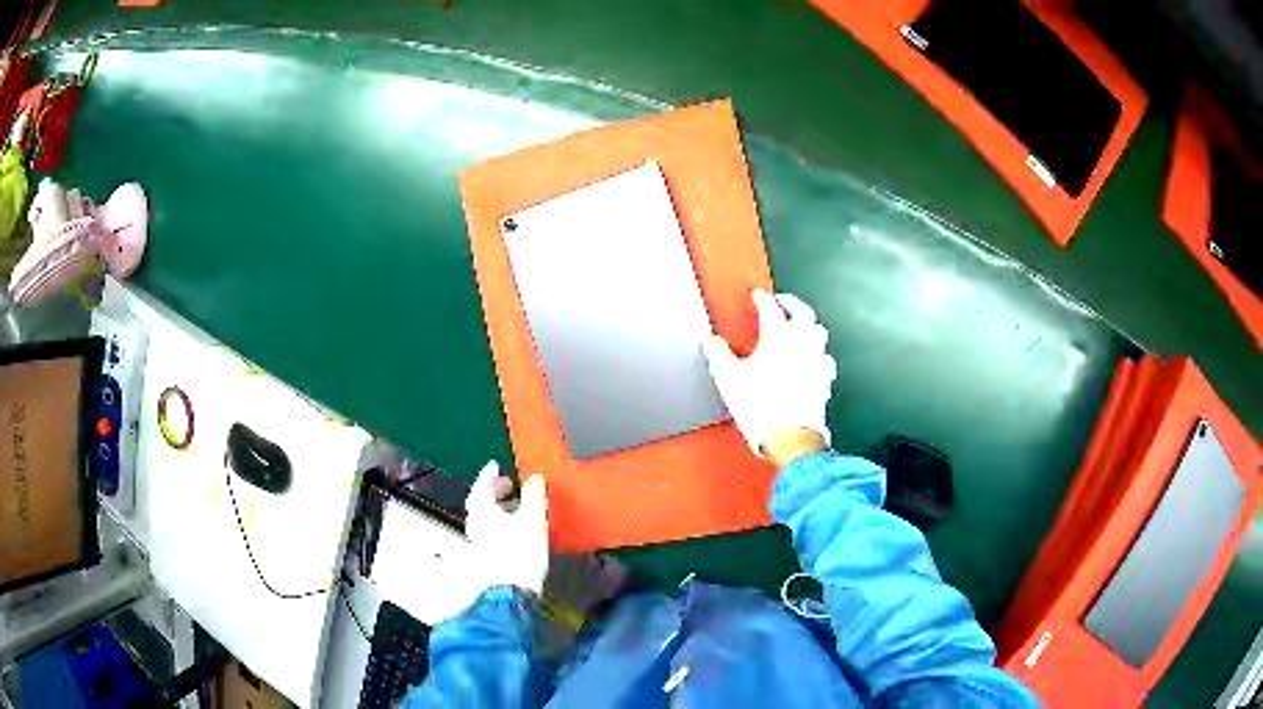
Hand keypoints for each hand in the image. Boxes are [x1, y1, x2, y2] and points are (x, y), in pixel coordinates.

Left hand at [464, 461, 549, 595]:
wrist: (510, 591)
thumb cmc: (520, 552)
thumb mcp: (533, 519)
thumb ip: (534, 495)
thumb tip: (534, 477)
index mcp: (482, 510)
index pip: (482, 485)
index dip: (489, 474)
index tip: (495, 466)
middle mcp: (475, 523)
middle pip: (480, 501)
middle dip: (494, 491)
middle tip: (508, 484)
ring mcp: (477, 540)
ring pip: (484, 517)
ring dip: (497, 508)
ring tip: (515, 505)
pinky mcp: (484, 555)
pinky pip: (489, 531)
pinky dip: (499, 523)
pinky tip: (513, 528)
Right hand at [705, 289, 835, 464]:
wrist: (790, 437)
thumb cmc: (763, 407)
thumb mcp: (728, 378)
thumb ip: (718, 354)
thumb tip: (712, 342)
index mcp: (778, 335)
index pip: (770, 307)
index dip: (762, 298)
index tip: (757, 296)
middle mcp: (802, 342)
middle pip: (801, 311)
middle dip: (790, 302)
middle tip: (781, 300)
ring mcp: (817, 360)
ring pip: (818, 331)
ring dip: (808, 323)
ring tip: (799, 324)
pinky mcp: (824, 379)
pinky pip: (825, 357)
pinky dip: (818, 352)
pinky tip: (813, 358)